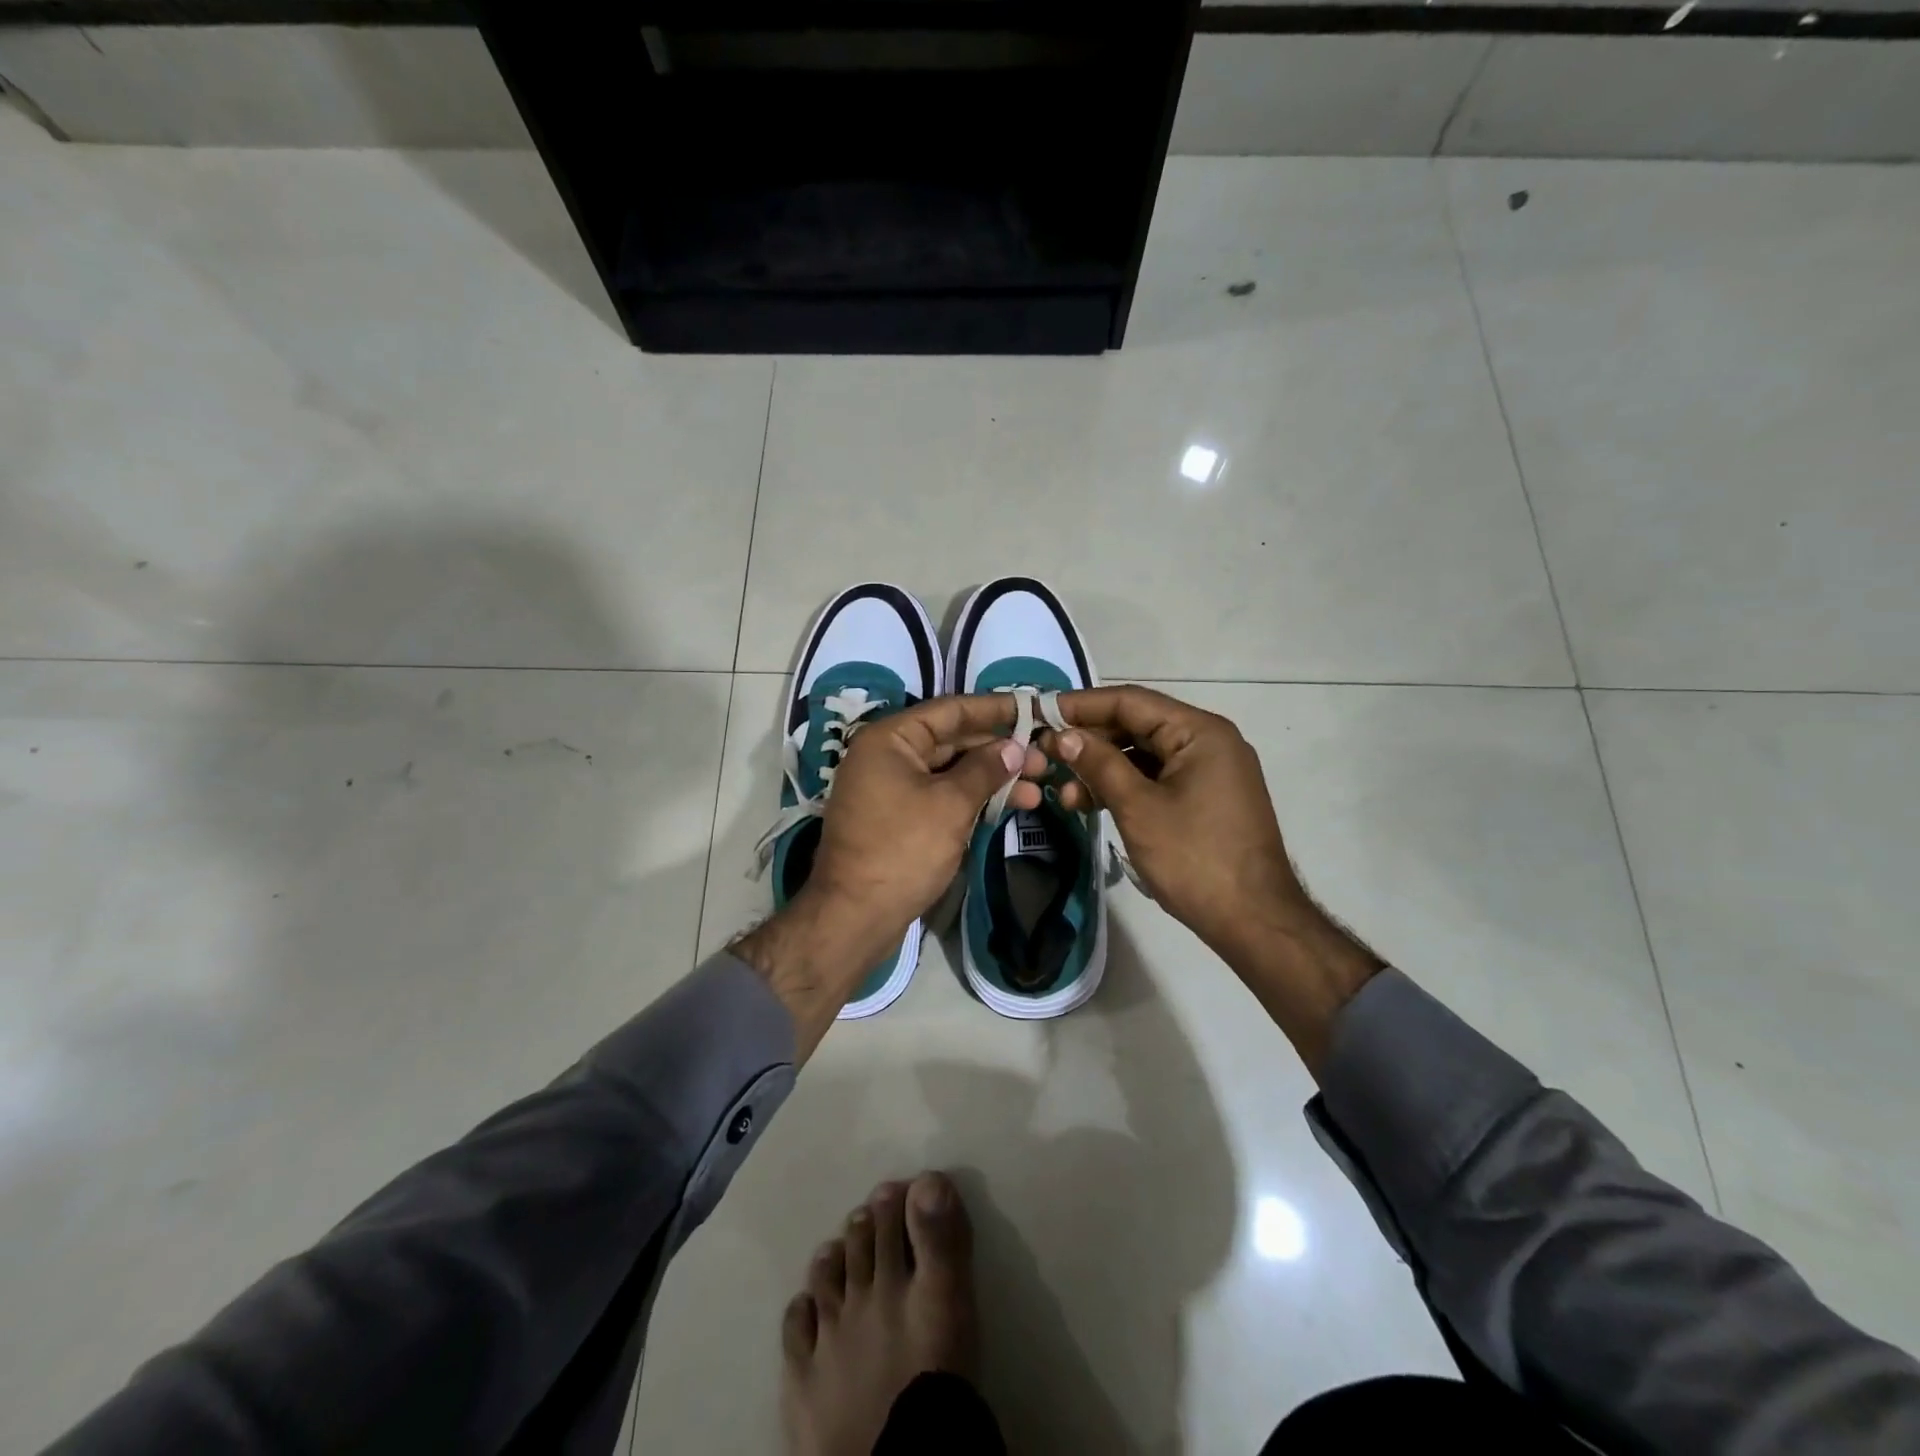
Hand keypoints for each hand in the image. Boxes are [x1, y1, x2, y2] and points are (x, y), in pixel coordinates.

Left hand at [734, 694, 1045, 1059]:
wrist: (855, 916)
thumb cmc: (903, 850)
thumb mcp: (950, 804)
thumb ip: (985, 769)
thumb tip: (1014, 748)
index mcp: (889, 739)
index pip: (950, 710)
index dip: (995, 709)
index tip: (1035, 708)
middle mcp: (887, 755)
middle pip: (952, 740)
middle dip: (999, 749)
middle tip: (1045, 758)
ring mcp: (891, 788)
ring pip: (951, 771)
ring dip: (992, 778)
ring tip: (1039, 788)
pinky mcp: (899, 818)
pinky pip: (942, 795)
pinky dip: (973, 798)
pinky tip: (1011, 805)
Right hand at [1040, 686, 1300, 957]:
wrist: (1254, 920)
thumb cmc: (1194, 858)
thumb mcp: (1138, 808)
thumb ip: (1099, 765)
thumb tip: (1064, 735)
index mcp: (1199, 732)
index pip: (1130, 701)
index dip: (1082, 705)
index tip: (1041, 714)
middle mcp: (1208, 741)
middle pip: (1137, 726)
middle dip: (1089, 742)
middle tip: (1045, 757)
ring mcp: (1209, 771)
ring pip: (1143, 755)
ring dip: (1103, 770)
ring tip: (1065, 796)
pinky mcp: (1205, 798)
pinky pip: (1156, 778)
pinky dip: (1124, 787)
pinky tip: (1092, 804)